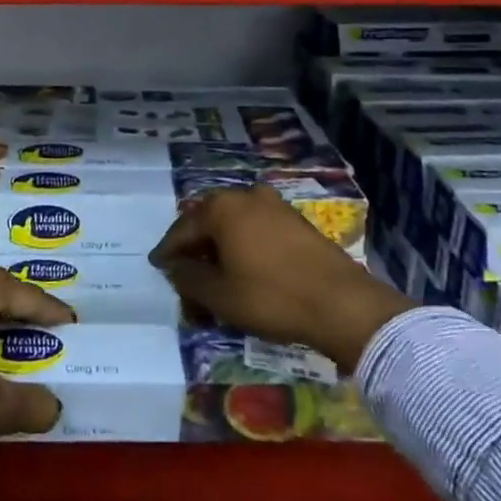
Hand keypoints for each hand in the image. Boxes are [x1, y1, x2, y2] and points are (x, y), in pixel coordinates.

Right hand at [149, 185, 413, 372]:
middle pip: (209, 223)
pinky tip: (243, 274)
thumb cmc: (271, 296)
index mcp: (222, 207)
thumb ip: (188, 277)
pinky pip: (256, 231)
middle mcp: (246, 196)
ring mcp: (274, 206)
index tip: (158, 267)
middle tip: (185, 278)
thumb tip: (173, 265)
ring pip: (234, 227)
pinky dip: (243, 249)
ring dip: (220, 251)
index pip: (183, 228)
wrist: (342, 303)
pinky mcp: (296, 222)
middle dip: (196, 251)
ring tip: (214, 281)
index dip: (168, 251)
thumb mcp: (220, 294)